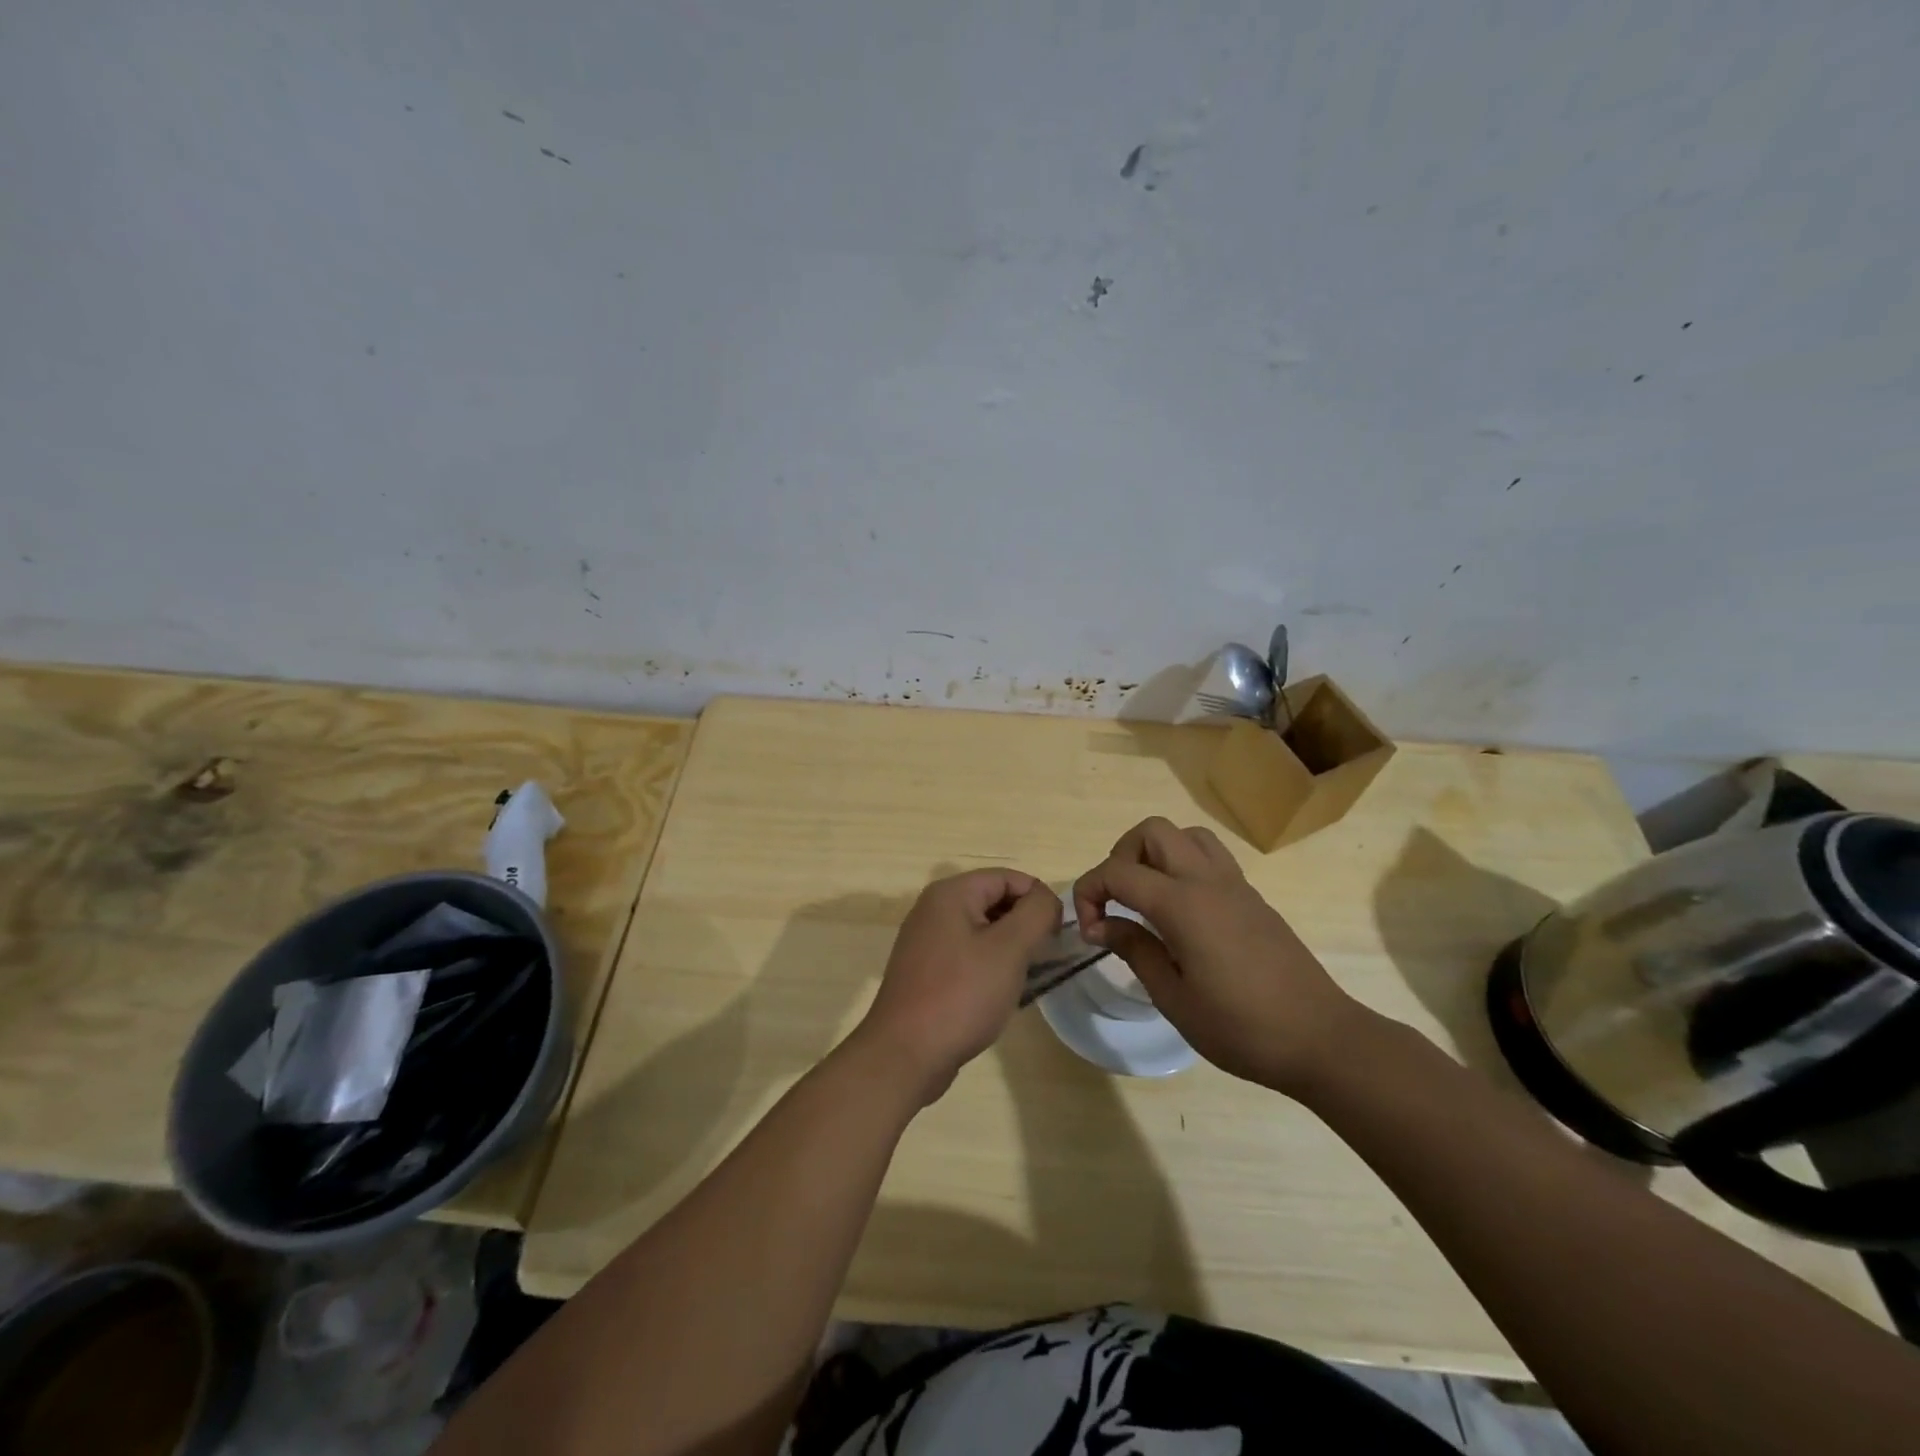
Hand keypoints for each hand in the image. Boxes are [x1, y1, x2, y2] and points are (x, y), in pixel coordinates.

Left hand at [857, 869, 1063, 1103]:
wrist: (906, 1054)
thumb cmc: (962, 994)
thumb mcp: (1009, 948)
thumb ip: (1036, 913)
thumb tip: (1047, 899)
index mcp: (950, 894)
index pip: (1008, 877)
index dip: (1038, 899)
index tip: (1058, 932)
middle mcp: (933, 909)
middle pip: (993, 900)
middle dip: (1024, 923)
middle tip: (1045, 955)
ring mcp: (925, 940)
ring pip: (982, 929)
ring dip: (1009, 946)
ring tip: (1026, 975)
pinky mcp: (925, 970)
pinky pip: (967, 953)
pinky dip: (989, 964)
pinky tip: (1000, 991)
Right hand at [1072, 817, 1365, 1092]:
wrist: (1322, 1039)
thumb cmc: (1241, 1028)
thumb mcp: (1174, 999)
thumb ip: (1135, 950)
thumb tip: (1102, 924)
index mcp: (1183, 904)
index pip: (1118, 871)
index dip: (1089, 893)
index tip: (1090, 932)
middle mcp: (1207, 880)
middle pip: (1152, 831)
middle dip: (1120, 857)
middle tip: (1117, 902)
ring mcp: (1235, 884)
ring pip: (1185, 835)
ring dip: (1156, 854)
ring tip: (1148, 899)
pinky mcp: (1253, 897)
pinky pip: (1210, 856)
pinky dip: (1183, 865)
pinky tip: (1182, 913)